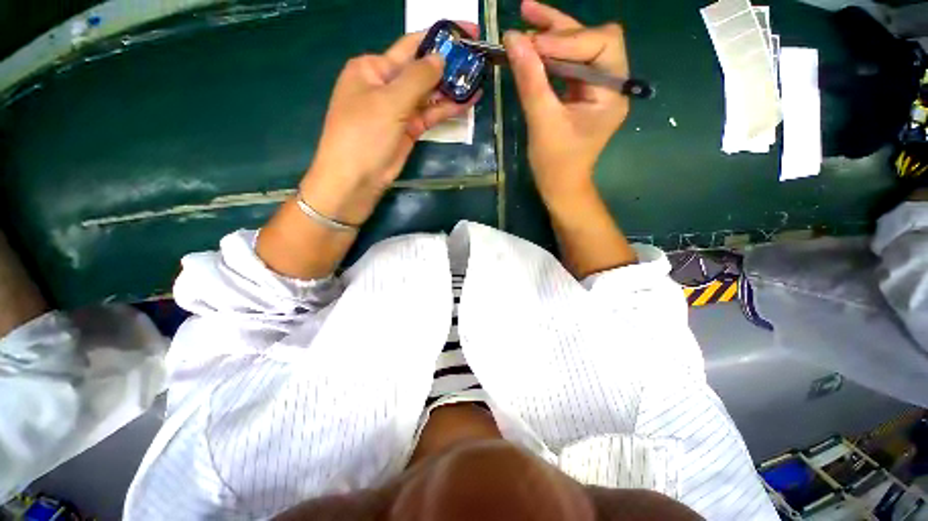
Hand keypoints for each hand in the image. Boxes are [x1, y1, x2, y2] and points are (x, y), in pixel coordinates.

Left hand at [302, 25, 478, 224]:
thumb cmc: (364, 134)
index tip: (467, 32)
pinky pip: (430, 115)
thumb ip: (418, 79)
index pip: (411, 45)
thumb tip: (441, 57)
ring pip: (429, 94)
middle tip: (479, 60)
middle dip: (449, 65)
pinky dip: (446, 109)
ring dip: (451, 89)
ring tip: (479, 80)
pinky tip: (467, 102)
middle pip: (423, 70)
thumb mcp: (389, 101)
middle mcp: (386, 85)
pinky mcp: (408, 130)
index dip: (440, 37)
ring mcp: (398, 109)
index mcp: (373, 68)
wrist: (356, 179)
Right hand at [504, 1, 628, 207]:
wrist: (560, 187)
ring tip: (525, 18)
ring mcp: (596, 89)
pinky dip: (550, 54)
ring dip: (553, 34)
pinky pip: (568, 65)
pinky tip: (532, 46)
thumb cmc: (555, 164)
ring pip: (579, 49)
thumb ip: (531, 80)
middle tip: (527, 15)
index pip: (599, 45)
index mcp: (612, 93)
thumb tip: (513, 38)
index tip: (531, 43)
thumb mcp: (542, 122)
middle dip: (560, 28)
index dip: (566, 39)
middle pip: (592, 39)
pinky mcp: (581, 94)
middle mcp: (610, 84)